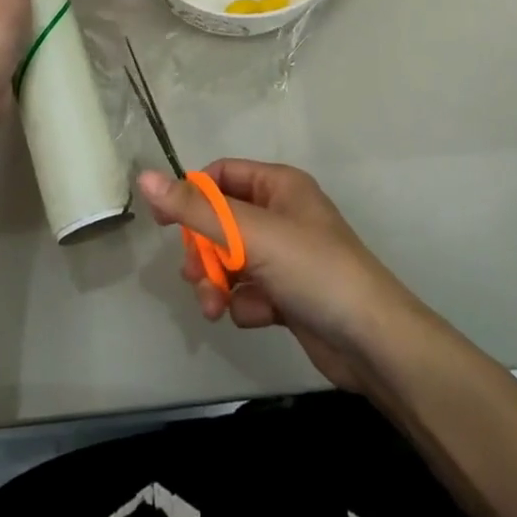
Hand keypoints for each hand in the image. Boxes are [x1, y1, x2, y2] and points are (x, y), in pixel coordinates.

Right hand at [137, 160, 424, 394]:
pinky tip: (260, 317)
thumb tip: (145, 177)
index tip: (164, 223)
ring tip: (216, 307)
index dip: (191, 195)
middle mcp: (282, 214)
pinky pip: (248, 290)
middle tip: (195, 275)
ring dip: (217, 283)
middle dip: (203, 251)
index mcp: (279, 185)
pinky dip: (245, 304)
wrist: (371, 342)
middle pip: (221, 222)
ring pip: (230, 261)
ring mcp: (286, 256)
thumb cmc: (313, 269)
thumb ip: (196, 209)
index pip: (221, 175)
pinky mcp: (288, 294)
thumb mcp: (251, 234)